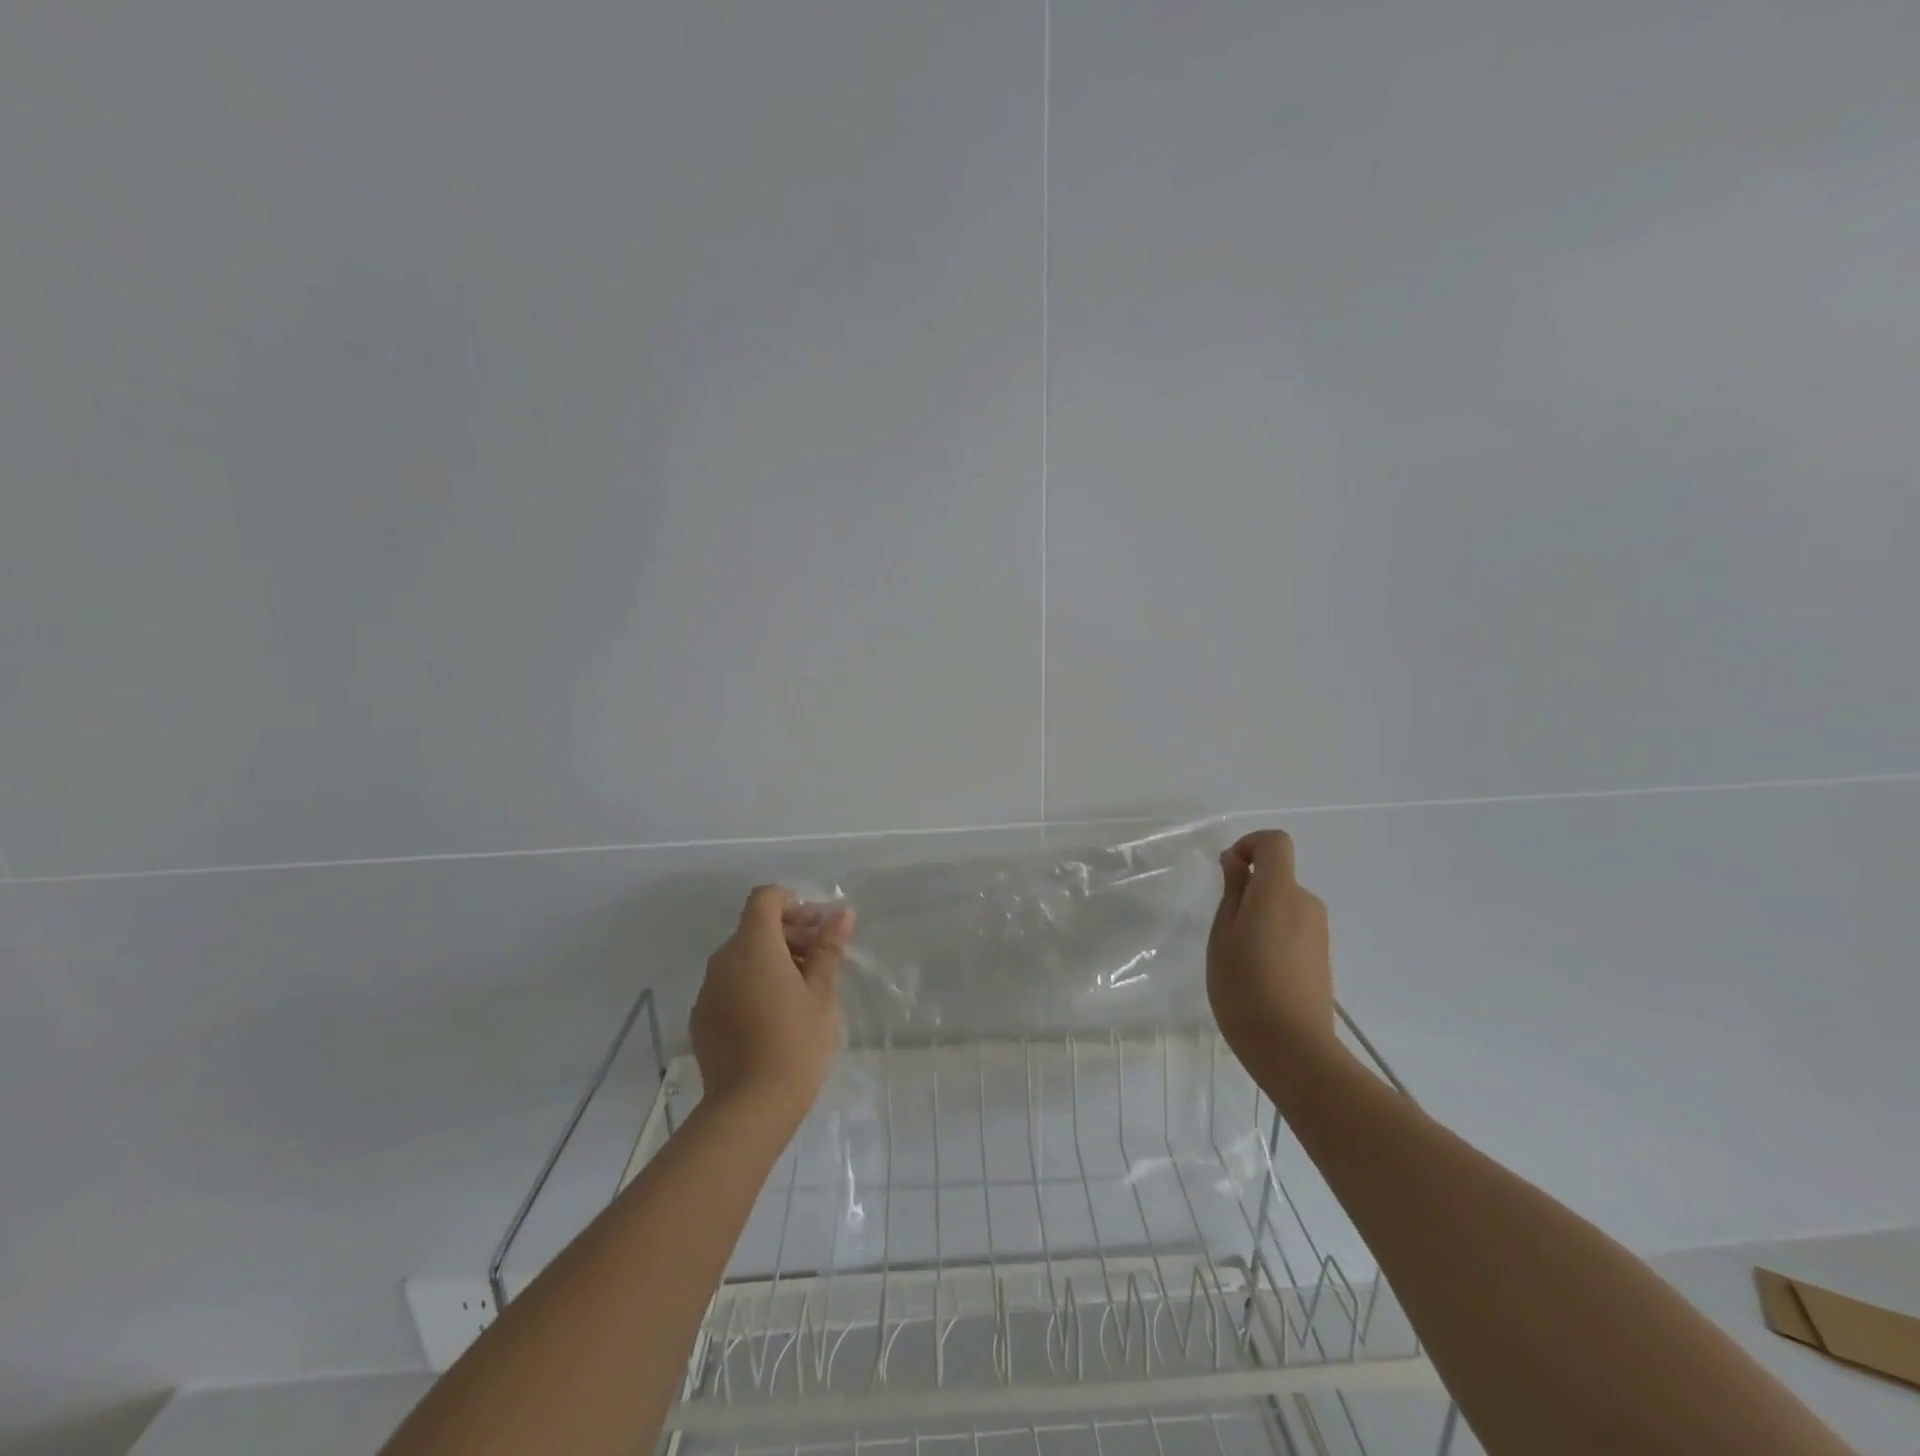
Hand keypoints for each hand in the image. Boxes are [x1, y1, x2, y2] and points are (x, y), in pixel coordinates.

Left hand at [690, 886, 852, 1126]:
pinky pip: (729, 985)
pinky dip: (751, 985)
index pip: (765, 898)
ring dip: (771, 960)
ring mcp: (707, 989)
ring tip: (802, 990)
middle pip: (754, 927)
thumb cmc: (795, 1042)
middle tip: (821, 959)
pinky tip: (774, 1015)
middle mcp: (723, 959)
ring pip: (741, 957)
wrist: (750, 1107)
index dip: (793, 903)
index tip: (817, 927)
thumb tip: (841, 914)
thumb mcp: (822, 992)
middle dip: (789, 934)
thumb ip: (828, 948)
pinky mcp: (701, 1017)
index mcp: (753, 945)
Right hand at [1206, 830, 1335, 1063]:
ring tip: (1238, 956)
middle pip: (1278, 876)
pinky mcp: (1322, 956)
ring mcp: (1318, 932)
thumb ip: (1233, 892)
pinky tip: (1258, 973)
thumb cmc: (1244, 986)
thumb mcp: (1223, 935)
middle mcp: (1306, 904)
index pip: (1275, 843)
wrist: (1293, 1049)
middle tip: (1223, 927)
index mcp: (1280, 892)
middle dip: (1249, 889)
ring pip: (1283, 905)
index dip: (1249, 845)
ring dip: (1260, 915)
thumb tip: (1238, 863)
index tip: (1227, 872)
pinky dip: (1273, 935)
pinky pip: (1293, 928)